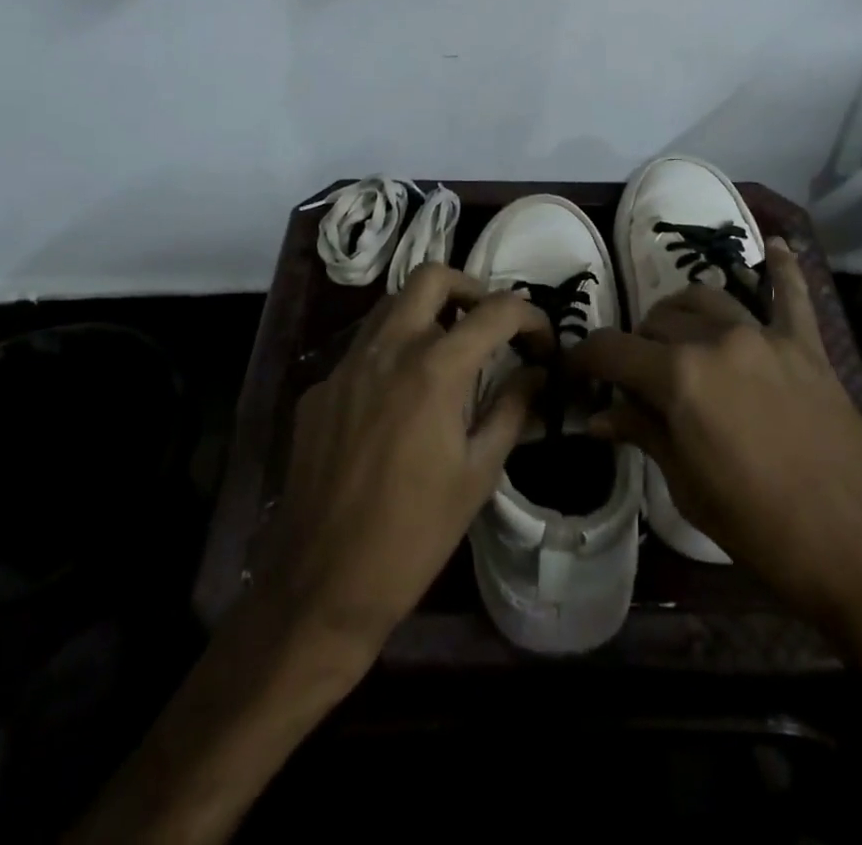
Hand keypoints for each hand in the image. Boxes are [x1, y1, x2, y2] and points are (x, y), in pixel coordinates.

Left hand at [253, 263, 549, 657]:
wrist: (322, 585)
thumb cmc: (415, 535)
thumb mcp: (478, 473)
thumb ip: (511, 409)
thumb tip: (536, 373)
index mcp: (434, 369)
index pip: (495, 311)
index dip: (530, 317)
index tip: (542, 341)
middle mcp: (387, 349)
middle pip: (431, 277)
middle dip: (471, 288)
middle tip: (489, 324)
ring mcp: (345, 366)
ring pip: (390, 305)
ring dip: (427, 312)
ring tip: (449, 352)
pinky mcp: (318, 389)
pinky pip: (362, 349)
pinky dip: (392, 353)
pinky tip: (399, 400)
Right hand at [571, 239, 861, 616]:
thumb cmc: (763, 528)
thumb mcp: (689, 487)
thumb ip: (644, 434)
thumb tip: (598, 417)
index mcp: (679, 378)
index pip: (613, 350)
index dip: (584, 358)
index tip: (573, 370)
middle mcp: (717, 341)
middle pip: (658, 321)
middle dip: (636, 345)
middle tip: (633, 377)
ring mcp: (765, 336)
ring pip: (707, 299)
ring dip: (682, 313)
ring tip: (677, 336)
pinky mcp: (807, 346)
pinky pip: (792, 295)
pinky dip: (782, 269)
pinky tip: (776, 247)